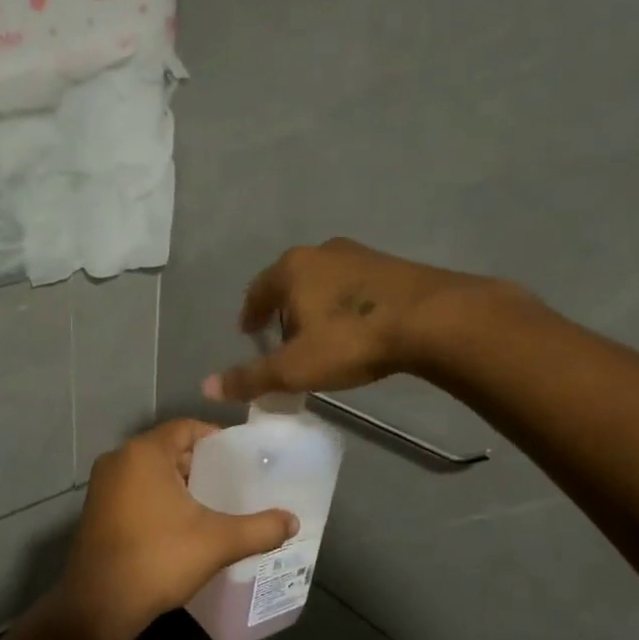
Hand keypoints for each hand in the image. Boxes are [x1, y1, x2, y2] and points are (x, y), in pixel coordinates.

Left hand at [53, 420, 297, 639]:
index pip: (186, 428)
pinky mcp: (95, 510)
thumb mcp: (218, 542)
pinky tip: (180, 524)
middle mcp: (118, 459)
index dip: (216, 439)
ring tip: (212, 504)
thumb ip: (260, 528)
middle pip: (168, 449)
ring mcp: (102, 486)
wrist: (100, 604)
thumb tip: (293, 521)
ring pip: (149, 472)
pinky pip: (133, 491)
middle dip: (200, 464)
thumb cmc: (159, 559)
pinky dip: (157, 498)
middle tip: (232, 483)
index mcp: (144, 453)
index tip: (241, 458)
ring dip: (178, 483)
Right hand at [202, 238, 475, 402]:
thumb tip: (206, 387)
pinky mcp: (391, 264)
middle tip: (284, 339)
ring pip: (323, 281)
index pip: (256, 291)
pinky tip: (356, 327)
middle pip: (289, 282)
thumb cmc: (351, 340)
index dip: (250, 314)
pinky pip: (353, 285)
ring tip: (321, 335)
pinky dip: (344, 303)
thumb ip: (251, 377)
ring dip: (315, 305)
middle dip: (282, 309)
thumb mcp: (295, 367)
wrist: (432, 319)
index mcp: (290, 269)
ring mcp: (358, 254)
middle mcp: (320, 252)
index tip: (249, 333)